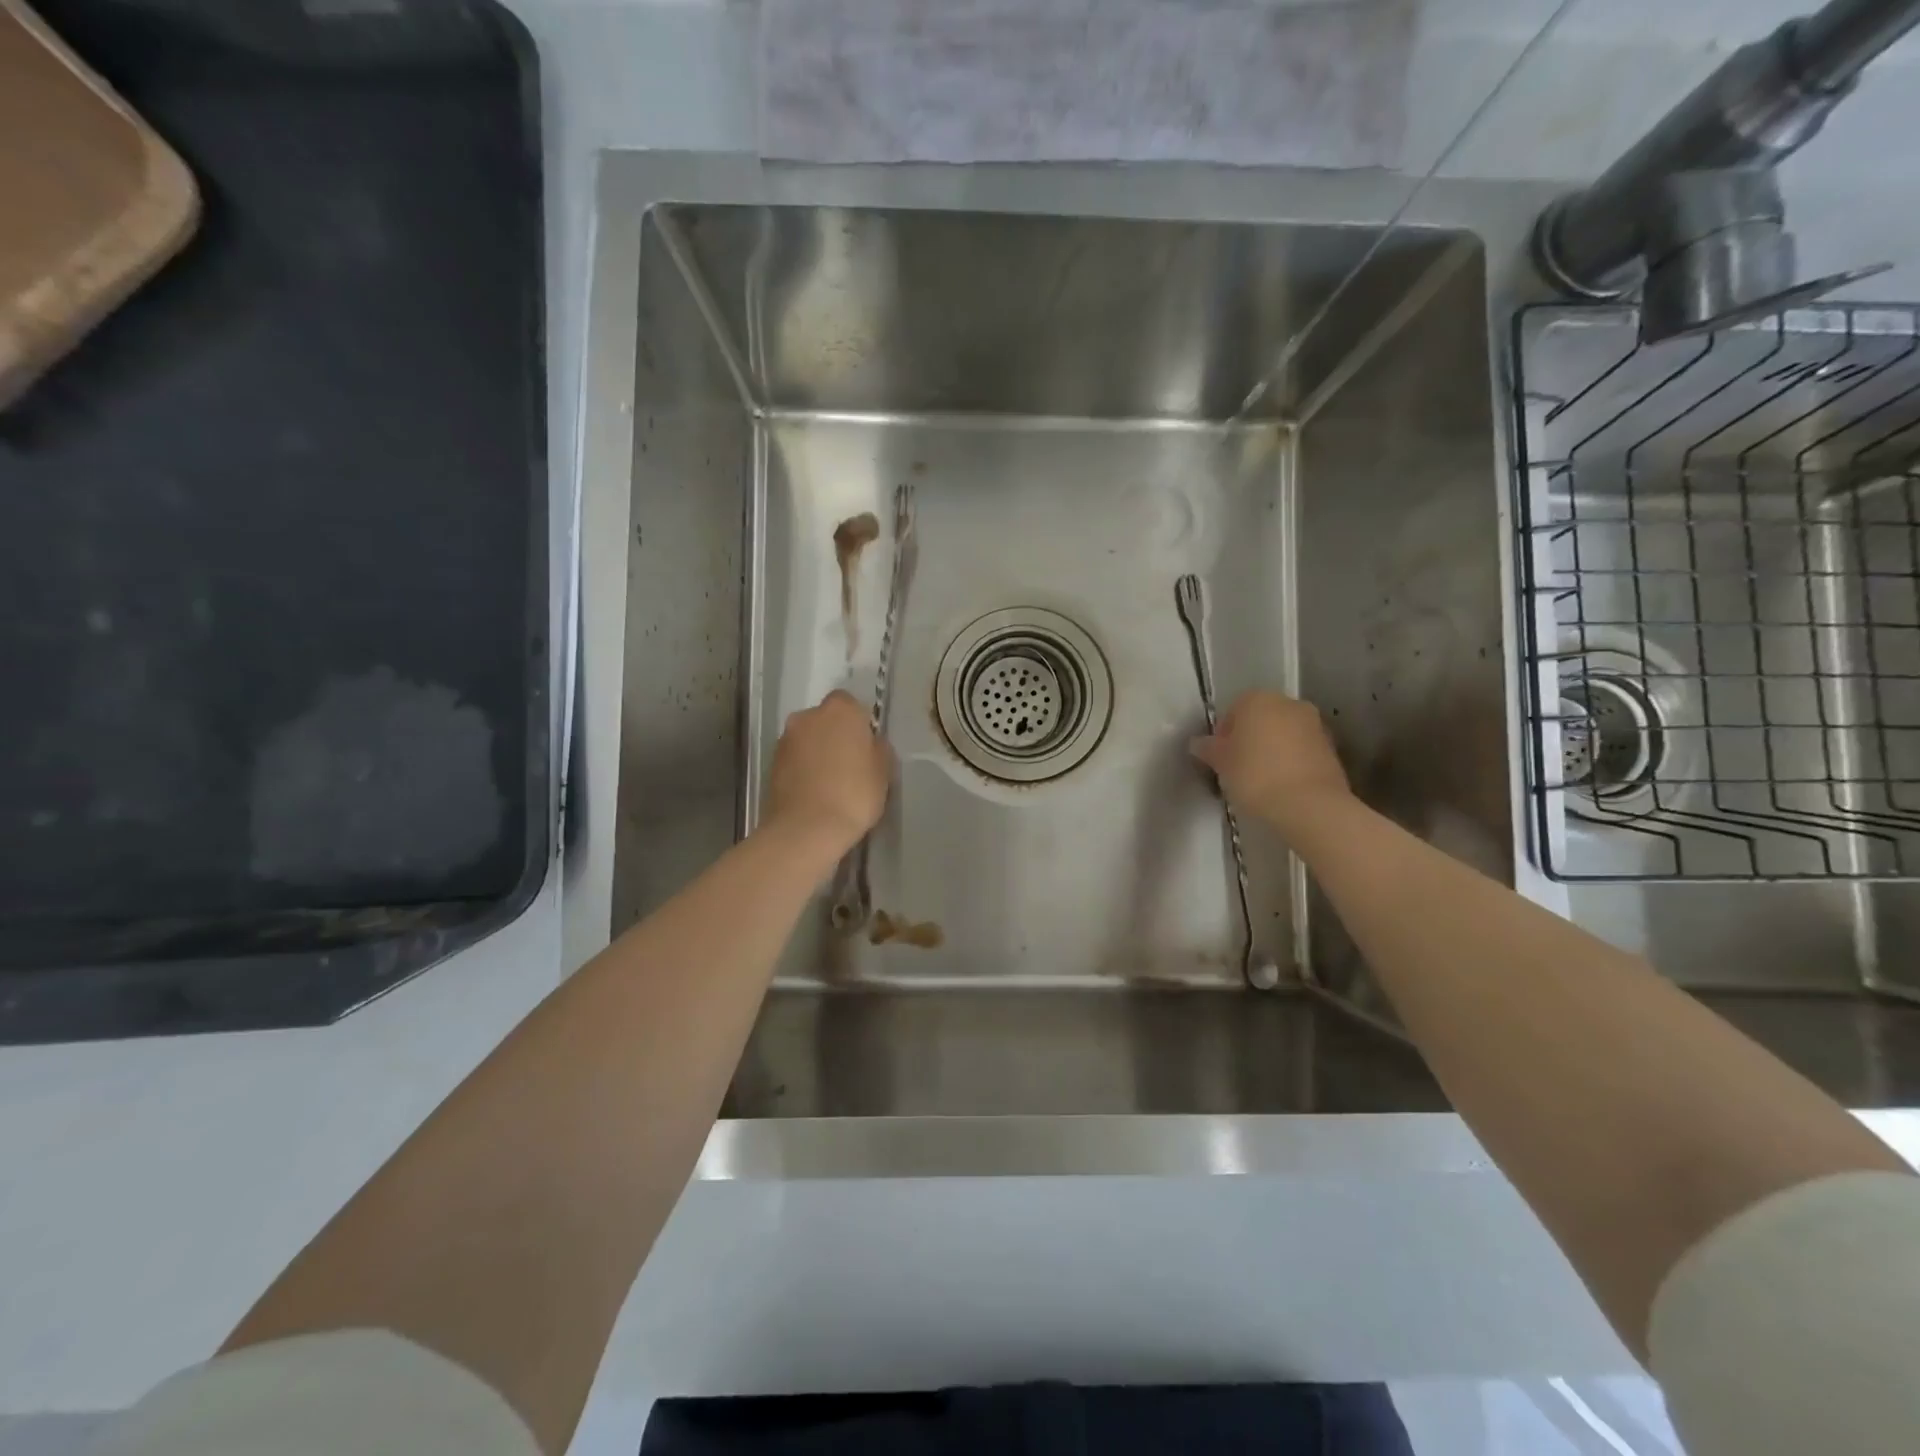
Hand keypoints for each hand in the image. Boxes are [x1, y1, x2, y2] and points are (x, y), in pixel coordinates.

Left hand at [764, 690, 890, 855]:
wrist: (807, 829)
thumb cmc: (854, 794)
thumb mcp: (883, 771)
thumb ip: (878, 748)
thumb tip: (871, 743)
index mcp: (839, 710)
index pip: (849, 702)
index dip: (858, 722)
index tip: (865, 745)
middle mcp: (808, 716)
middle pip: (825, 719)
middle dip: (835, 735)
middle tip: (850, 763)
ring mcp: (785, 739)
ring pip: (807, 739)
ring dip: (817, 752)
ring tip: (831, 782)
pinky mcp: (771, 764)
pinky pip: (794, 759)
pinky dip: (803, 769)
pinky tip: (815, 792)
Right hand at [1189, 689, 1352, 833]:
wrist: (1310, 805)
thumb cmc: (1255, 776)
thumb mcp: (1220, 763)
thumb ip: (1207, 748)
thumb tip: (1198, 743)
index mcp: (1258, 699)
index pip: (1232, 711)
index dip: (1223, 735)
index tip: (1219, 759)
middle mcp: (1289, 704)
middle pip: (1260, 719)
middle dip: (1249, 739)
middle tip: (1238, 768)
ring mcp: (1314, 725)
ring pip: (1283, 734)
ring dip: (1271, 750)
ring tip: (1261, 780)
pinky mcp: (1332, 749)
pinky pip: (1301, 751)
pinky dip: (1290, 762)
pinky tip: (1282, 786)